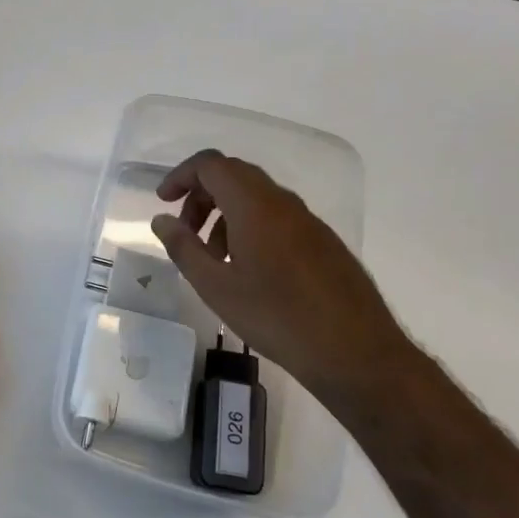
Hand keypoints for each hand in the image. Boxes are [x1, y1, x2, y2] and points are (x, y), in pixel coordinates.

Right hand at [150, 150, 407, 401]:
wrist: (356, 352)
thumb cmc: (277, 318)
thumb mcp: (216, 287)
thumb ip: (184, 247)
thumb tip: (161, 219)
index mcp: (254, 205)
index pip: (211, 165)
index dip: (182, 175)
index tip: (163, 202)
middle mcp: (282, 202)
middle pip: (234, 175)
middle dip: (201, 195)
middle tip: (186, 231)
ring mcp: (308, 220)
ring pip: (256, 197)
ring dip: (226, 214)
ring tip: (214, 257)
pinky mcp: (323, 241)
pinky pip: (277, 217)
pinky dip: (251, 227)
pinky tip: (249, 270)